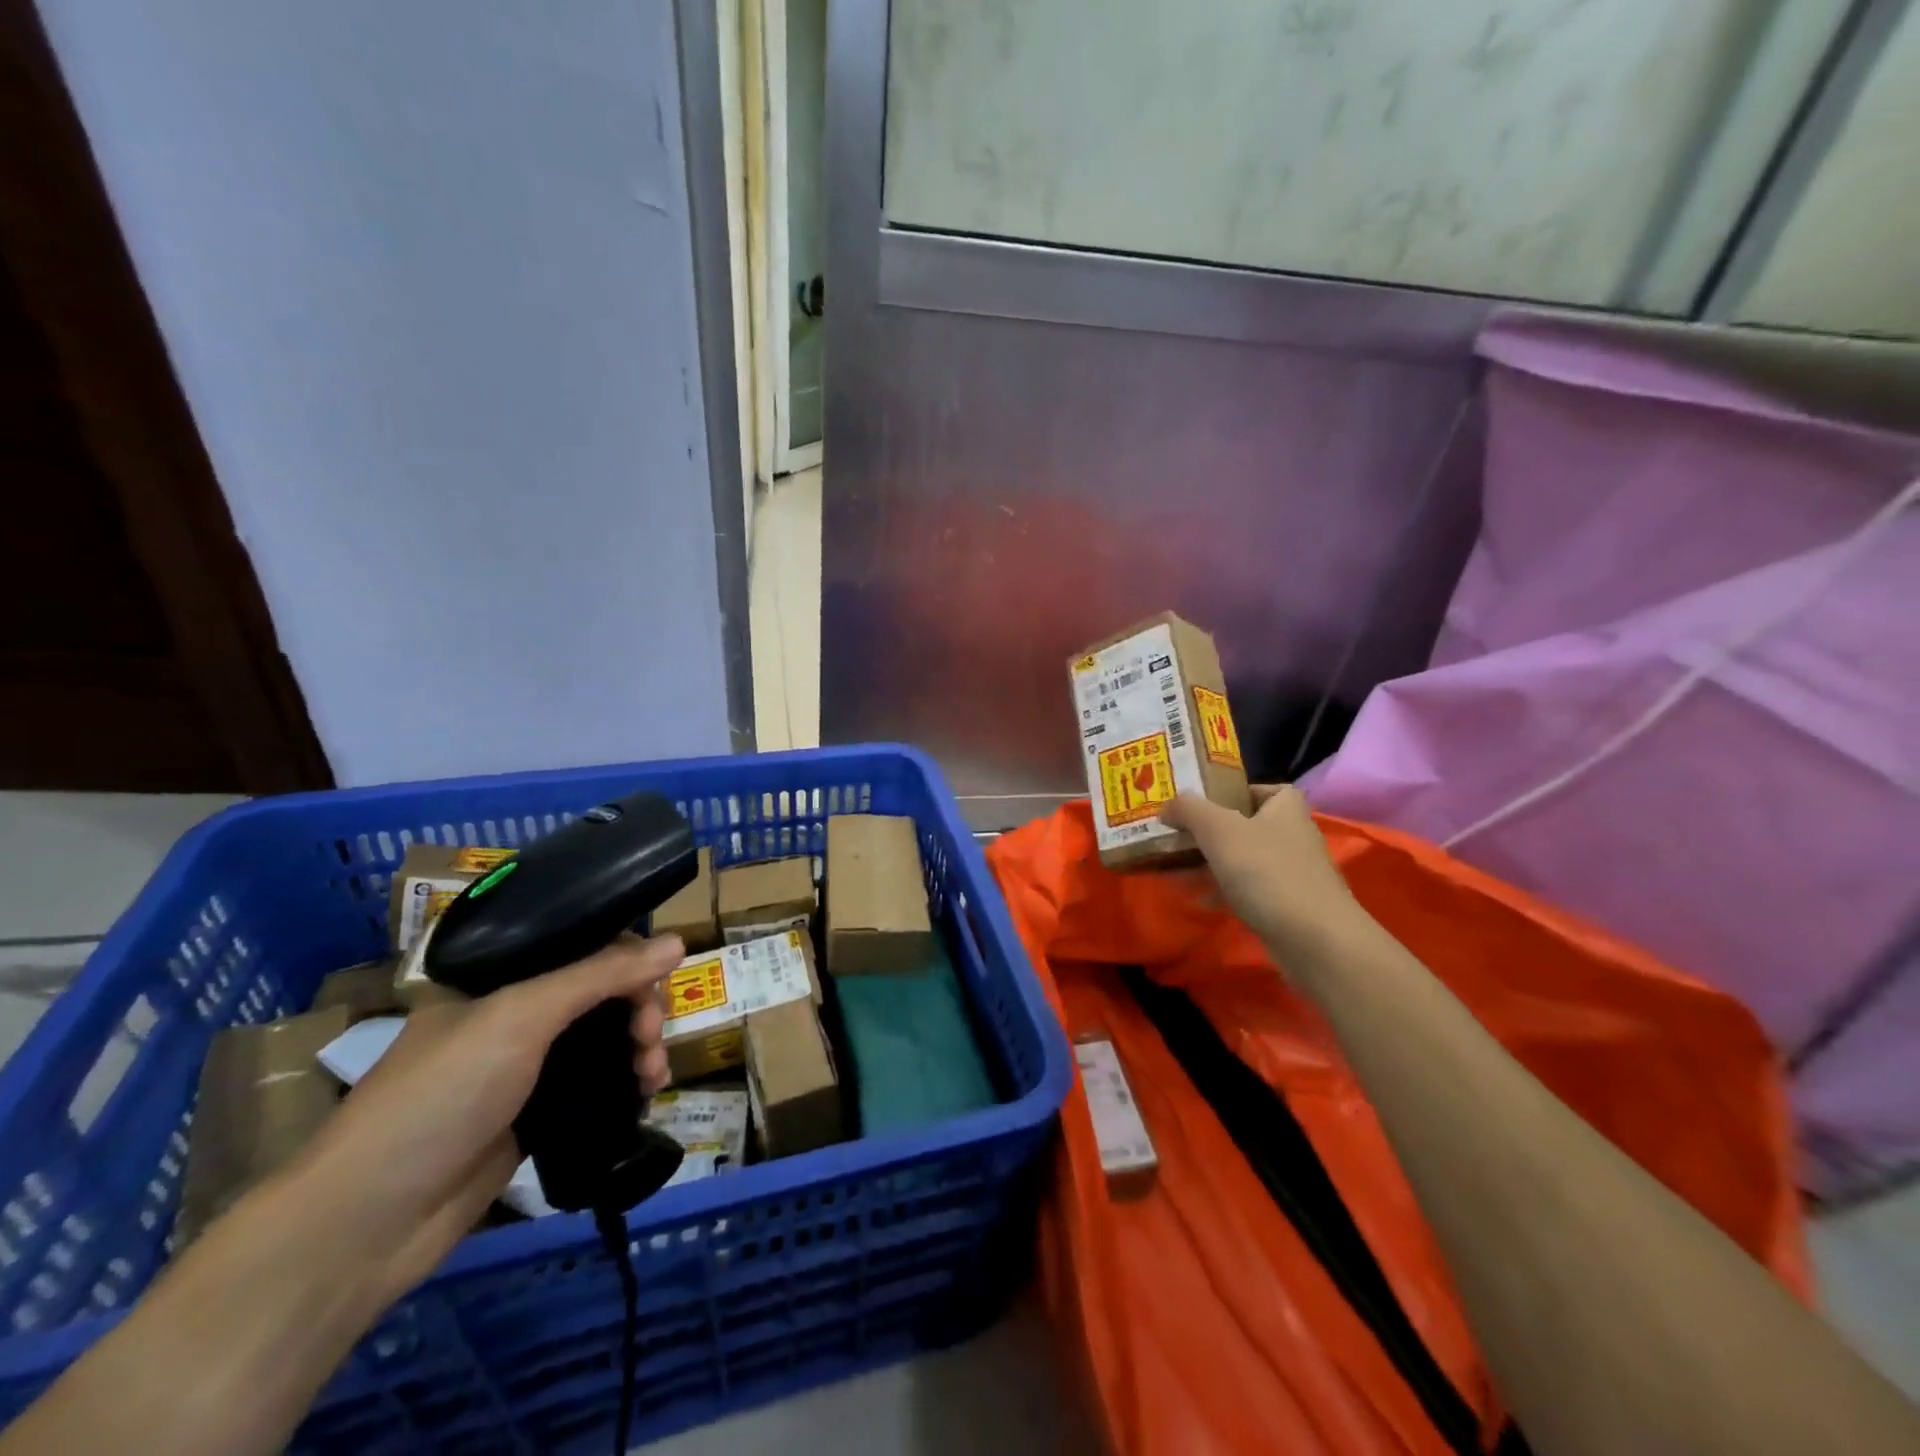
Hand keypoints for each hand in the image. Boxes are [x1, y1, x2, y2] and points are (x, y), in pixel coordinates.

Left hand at [283, 934, 682, 1303]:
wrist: (369, 1223)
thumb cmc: (440, 1095)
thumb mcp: (521, 1016)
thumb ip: (601, 975)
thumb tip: (678, 942)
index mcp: (497, 976)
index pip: (582, 946)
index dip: (628, 959)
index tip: (658, 984)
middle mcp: (513, 1013)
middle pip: (601, 993)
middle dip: (639, 1009)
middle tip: (650, 1038)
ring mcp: (524, 1067)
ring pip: (605, 1038)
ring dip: (639, 1048)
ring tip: (653, 1076)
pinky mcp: (536, 1115)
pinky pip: (598, 1083)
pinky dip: (628, 1083)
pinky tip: (647, 1093)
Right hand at [1161, 786, 1365, 971]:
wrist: (1315, 940)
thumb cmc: (1267, 871)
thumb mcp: (1219, 829)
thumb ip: (1189, 809)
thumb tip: (1167, 806)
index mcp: (1285, 808)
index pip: (1262, 788)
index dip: (1233, 792)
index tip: (1202, 803)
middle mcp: (1292, 835)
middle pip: (1246, 824)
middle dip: (1211, 830)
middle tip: (1176, 835)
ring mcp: (1291, 873)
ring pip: (1243, 859)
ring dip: (1211, 862)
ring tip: (1175, 867)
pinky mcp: (1286, 905)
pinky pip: (1247, 890)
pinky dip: (1222, 891)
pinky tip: (1197, 899)